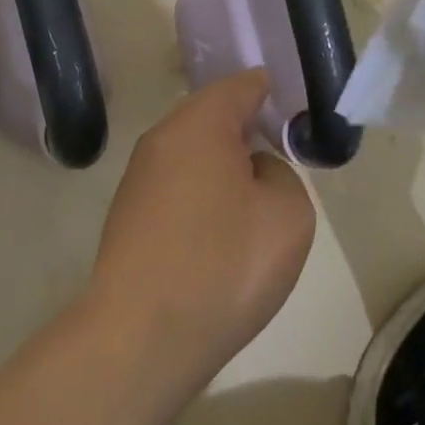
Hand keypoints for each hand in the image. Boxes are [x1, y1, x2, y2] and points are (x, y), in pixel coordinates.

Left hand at [87, 70, 315, 395]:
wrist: (140, 338)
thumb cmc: (223, 265)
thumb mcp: (287, 214)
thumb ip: (281, 174)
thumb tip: (252, 171)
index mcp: (200, 123)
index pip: (241, 86)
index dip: (272, 92)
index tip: (295, 110)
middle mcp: (162, 138)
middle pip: (212, 116)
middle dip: (246, 129)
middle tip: (281, 152)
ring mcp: (139, 177)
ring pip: (193, 153)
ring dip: (223, 165)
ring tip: (254, 195)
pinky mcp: (128, 215)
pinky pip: (177, 185)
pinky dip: (202, 193)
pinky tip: (219, 229)